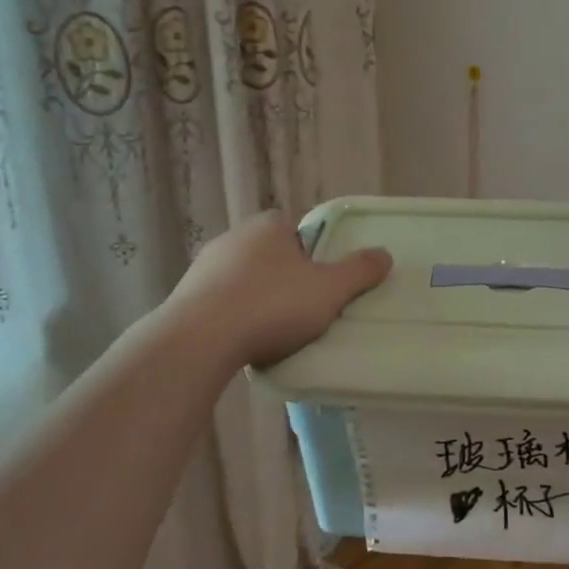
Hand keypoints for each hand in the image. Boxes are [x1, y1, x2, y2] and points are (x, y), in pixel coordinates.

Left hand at [167, 212, 392, 367]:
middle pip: (271, 256)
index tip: (321, 286)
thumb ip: (360, 271)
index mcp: (269, 226)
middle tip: (303, 312)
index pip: (297, 232)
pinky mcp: (184, 296)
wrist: (201, 339)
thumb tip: (385, 254)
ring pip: (244, 280)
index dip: (313, 257)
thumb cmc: (273, 306)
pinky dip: (234, 318)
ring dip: (258, 300)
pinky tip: (243, 342)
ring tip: (273, 333)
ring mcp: (203, 266)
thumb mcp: (330, 290)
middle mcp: (233, 237)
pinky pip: (221, 304)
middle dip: (286, 280)